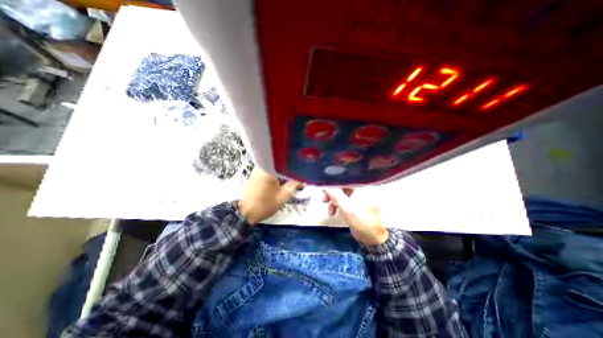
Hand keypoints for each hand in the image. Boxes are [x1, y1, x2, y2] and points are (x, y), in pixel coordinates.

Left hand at [237, 168, 300, 224]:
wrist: (247, 213)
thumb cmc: (266, 204)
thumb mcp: (284, 195)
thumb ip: (294, 185)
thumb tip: (303, 179)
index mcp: (268, 169)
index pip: (284, 160)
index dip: (293, 162)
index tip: (299, 166)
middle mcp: (261, 166)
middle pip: (278, 163)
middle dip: (287, 167)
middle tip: (296, 173)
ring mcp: (256, 170)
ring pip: (273, 166)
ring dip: (281, 171)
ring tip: (289, 176)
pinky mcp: (254, 175)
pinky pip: (267, 170)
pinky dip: (274, 173)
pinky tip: (280, 179)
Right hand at [322, 187, 388, 245]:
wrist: (372, 237)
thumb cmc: (360, 219)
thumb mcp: (345, 206)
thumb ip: (334, 193)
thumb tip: (324, 184)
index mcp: (361, 186)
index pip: (344, 178)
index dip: (333, 181)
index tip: (324, 186)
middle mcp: (361, 189)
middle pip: (342, 186)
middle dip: (332, 194)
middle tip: (324, 199)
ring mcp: (358, 197)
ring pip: (342, 194)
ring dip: (333, 201)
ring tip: (329, 210)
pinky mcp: (356, 204)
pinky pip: (344, 201)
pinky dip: (338, 205)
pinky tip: (333, 213)